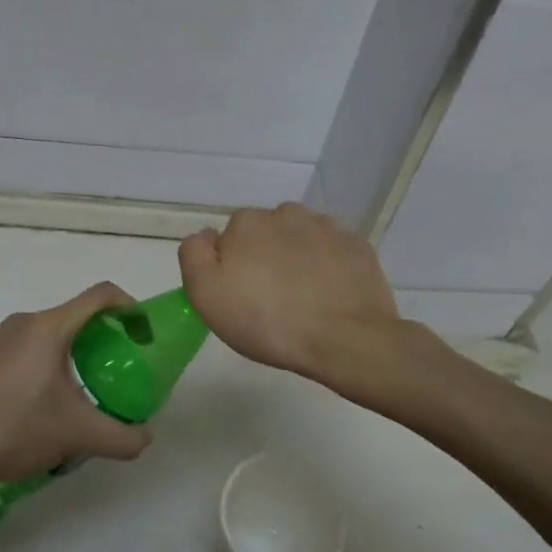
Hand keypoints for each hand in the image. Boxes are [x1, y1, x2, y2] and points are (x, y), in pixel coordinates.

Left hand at [0, 282, 155, 487]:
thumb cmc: (14, 428)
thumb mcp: (77, 435)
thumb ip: (122, 437)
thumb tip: (145, 437)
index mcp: (50, 327)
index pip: (102, 295)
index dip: (131, 307)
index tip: (145, 336)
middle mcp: (27, 322)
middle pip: (79, 315)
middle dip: (108, 337)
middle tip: (125, 369)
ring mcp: (4, 339)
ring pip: (56, 334)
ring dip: (81, 354)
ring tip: (93, 391)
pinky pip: (35, 348)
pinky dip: (56, 364)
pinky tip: (55, 403)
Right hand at [179, 203, 401, 381]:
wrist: (346, 339)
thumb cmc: (268, 322)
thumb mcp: (207, 296)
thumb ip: (195, 256)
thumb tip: (207, 236)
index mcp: (246, 223)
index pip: (229, 238)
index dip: (231, 267)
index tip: (240, 296)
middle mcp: (285, 213)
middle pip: (265, 234)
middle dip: (264, 258)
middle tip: (270, 300)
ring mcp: (326, 227)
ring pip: (299, 238)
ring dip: (296, 258)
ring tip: (302, 298)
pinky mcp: (356, 245)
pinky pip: (331, 251)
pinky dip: (327, 266)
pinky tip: (328, 294)